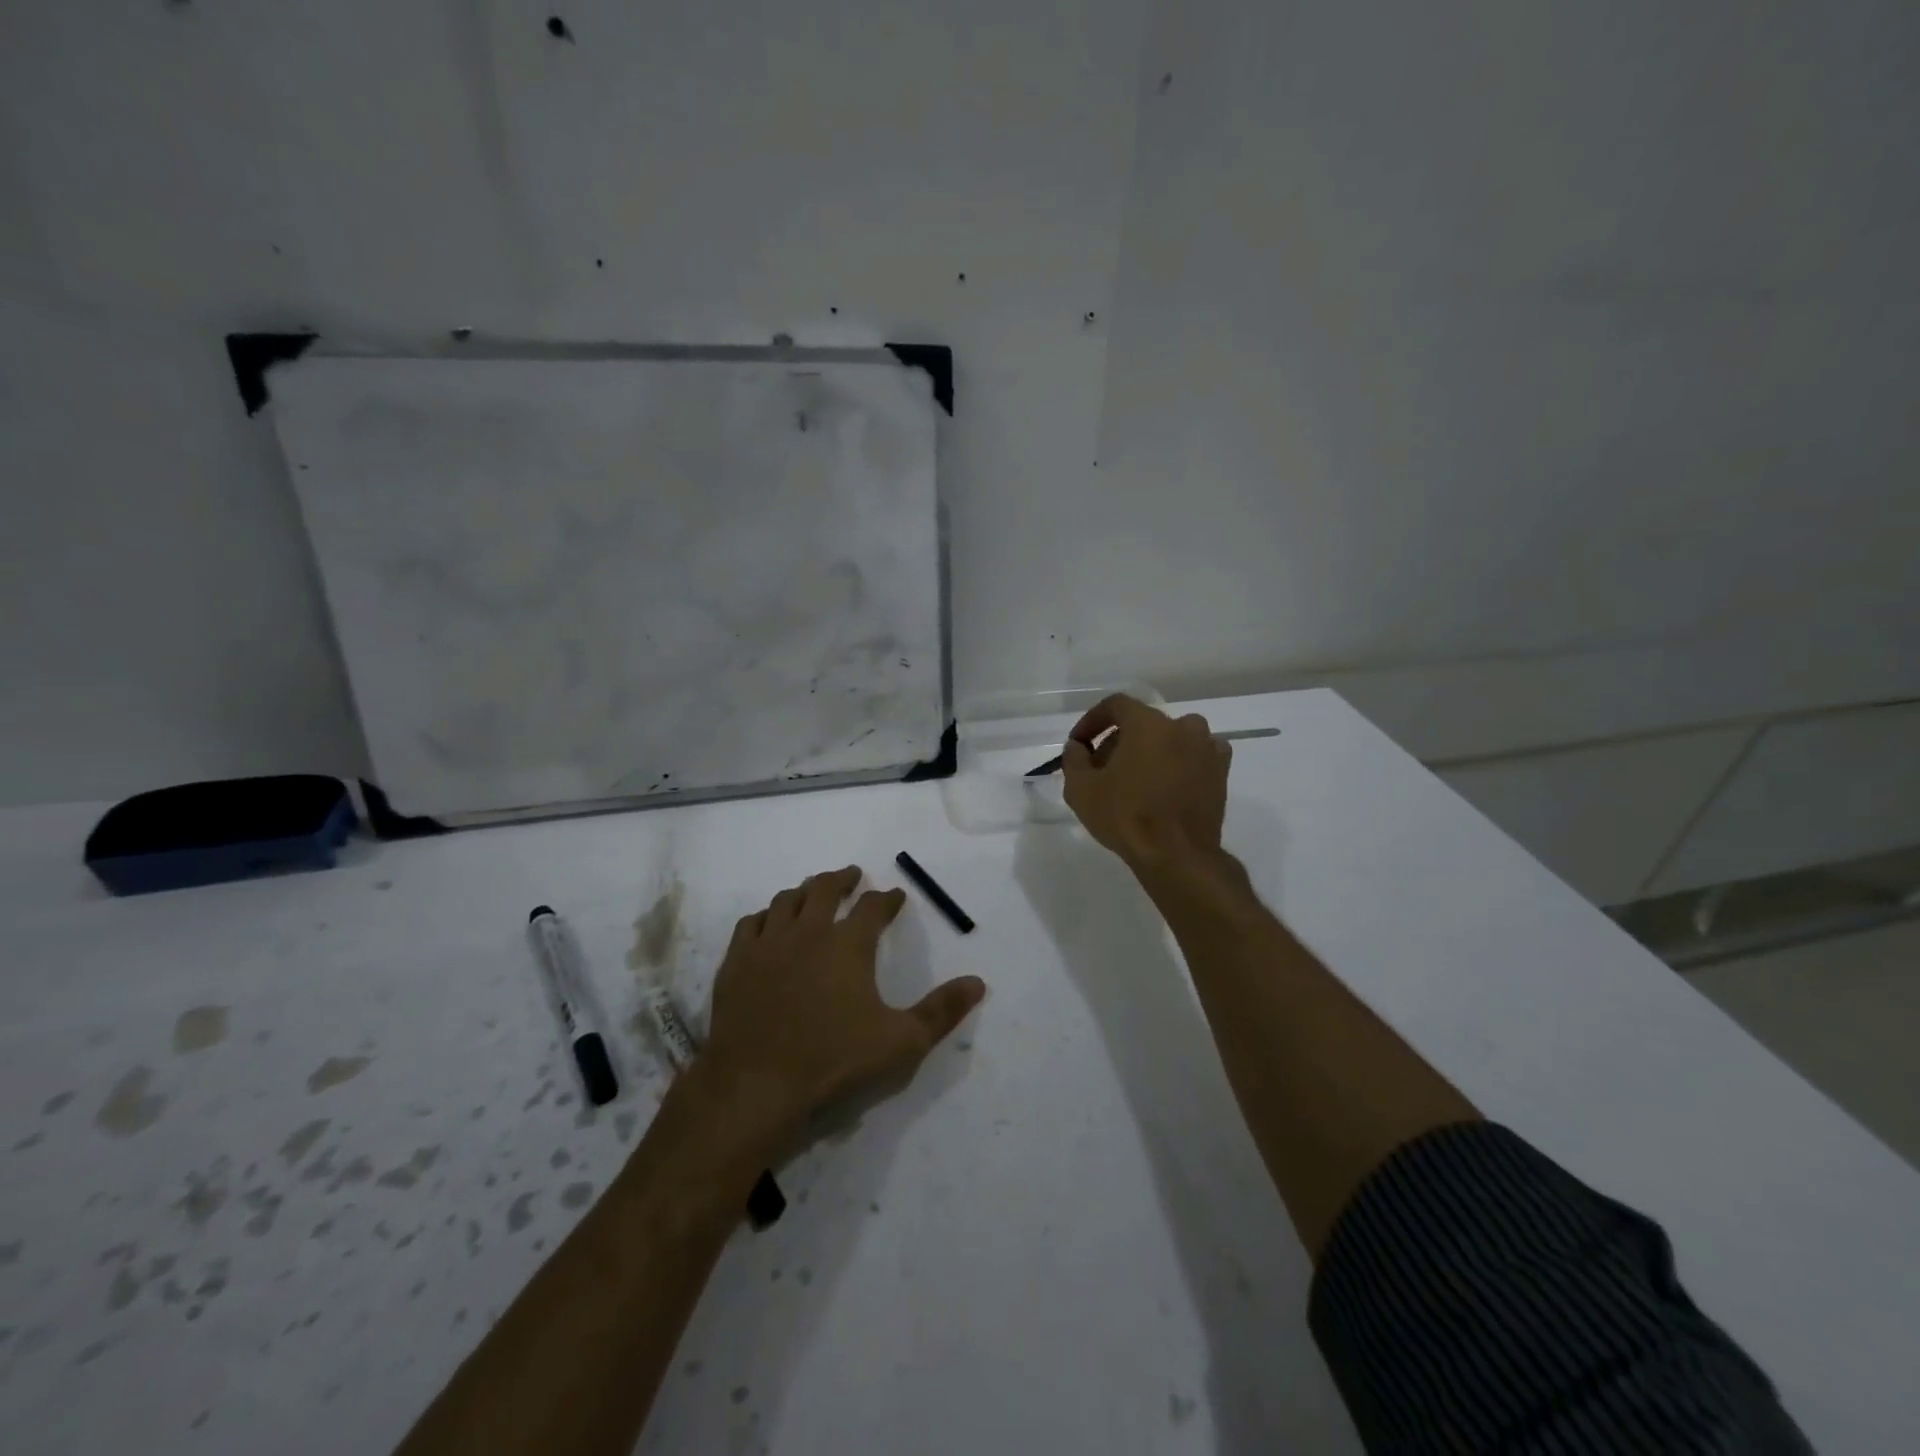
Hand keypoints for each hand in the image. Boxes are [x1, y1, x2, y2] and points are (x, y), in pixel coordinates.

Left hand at [699, 866, 985, 1147]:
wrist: (755, 1085)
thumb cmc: (833, 1060)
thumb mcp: (901, 1042)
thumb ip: (942, 1011)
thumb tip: (978, 983)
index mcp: (849, 944)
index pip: (873, 907)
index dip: (887, 899)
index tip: (895, 896)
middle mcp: (808, 931)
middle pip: (826, 888)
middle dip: (843, 879)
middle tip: (853, 876)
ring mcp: (768, 943)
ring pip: (787, 900)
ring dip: (805, 891)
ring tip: (813, 892)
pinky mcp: (737, 962)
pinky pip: (752, 923)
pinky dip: (766, 916)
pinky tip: (769, 923)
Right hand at [1062, 694, 1230, 872]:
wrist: (1177, 855)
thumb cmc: (1126, 816)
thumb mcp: (1081, 789)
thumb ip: (1074, 759)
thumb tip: (1078, 747)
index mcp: (1147, 723)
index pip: (1116, 705)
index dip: (1093, 720)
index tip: (1080, 743)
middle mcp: (1182, 726)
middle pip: (1143, 723)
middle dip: (1119, 741)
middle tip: (1102, 769)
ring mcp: (1206, 748)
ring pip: (1171, 738)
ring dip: (1151, 750)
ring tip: (1136, 779)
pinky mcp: (1221, 772)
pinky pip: (1196, 755)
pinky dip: (1180, 762)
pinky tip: (1167, 784)